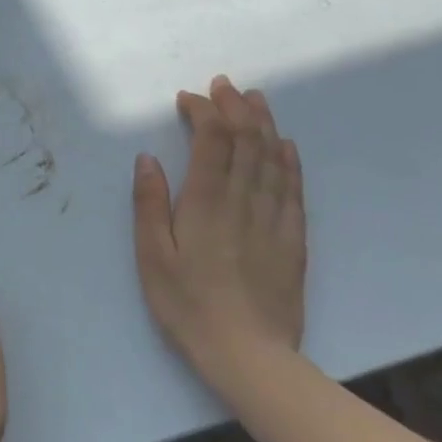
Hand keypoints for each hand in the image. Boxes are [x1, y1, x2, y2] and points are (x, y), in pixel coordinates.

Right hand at [132, 77, 306, 392]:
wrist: (249, 356)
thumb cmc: (188, 304)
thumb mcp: (152, 256)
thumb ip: (149, 204)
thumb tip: (148, 158)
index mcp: (205, 202)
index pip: (212, 141)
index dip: (203, 112)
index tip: (188, 98)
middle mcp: (243, 201)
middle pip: (246, 141)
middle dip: (235, 107)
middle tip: (225, 85)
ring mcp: (273, 219)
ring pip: (272, 158)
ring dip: (264, 124)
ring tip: (256, 99)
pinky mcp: (293, 240)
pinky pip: (293, 189)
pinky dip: (289, 161)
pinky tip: (285, 146)